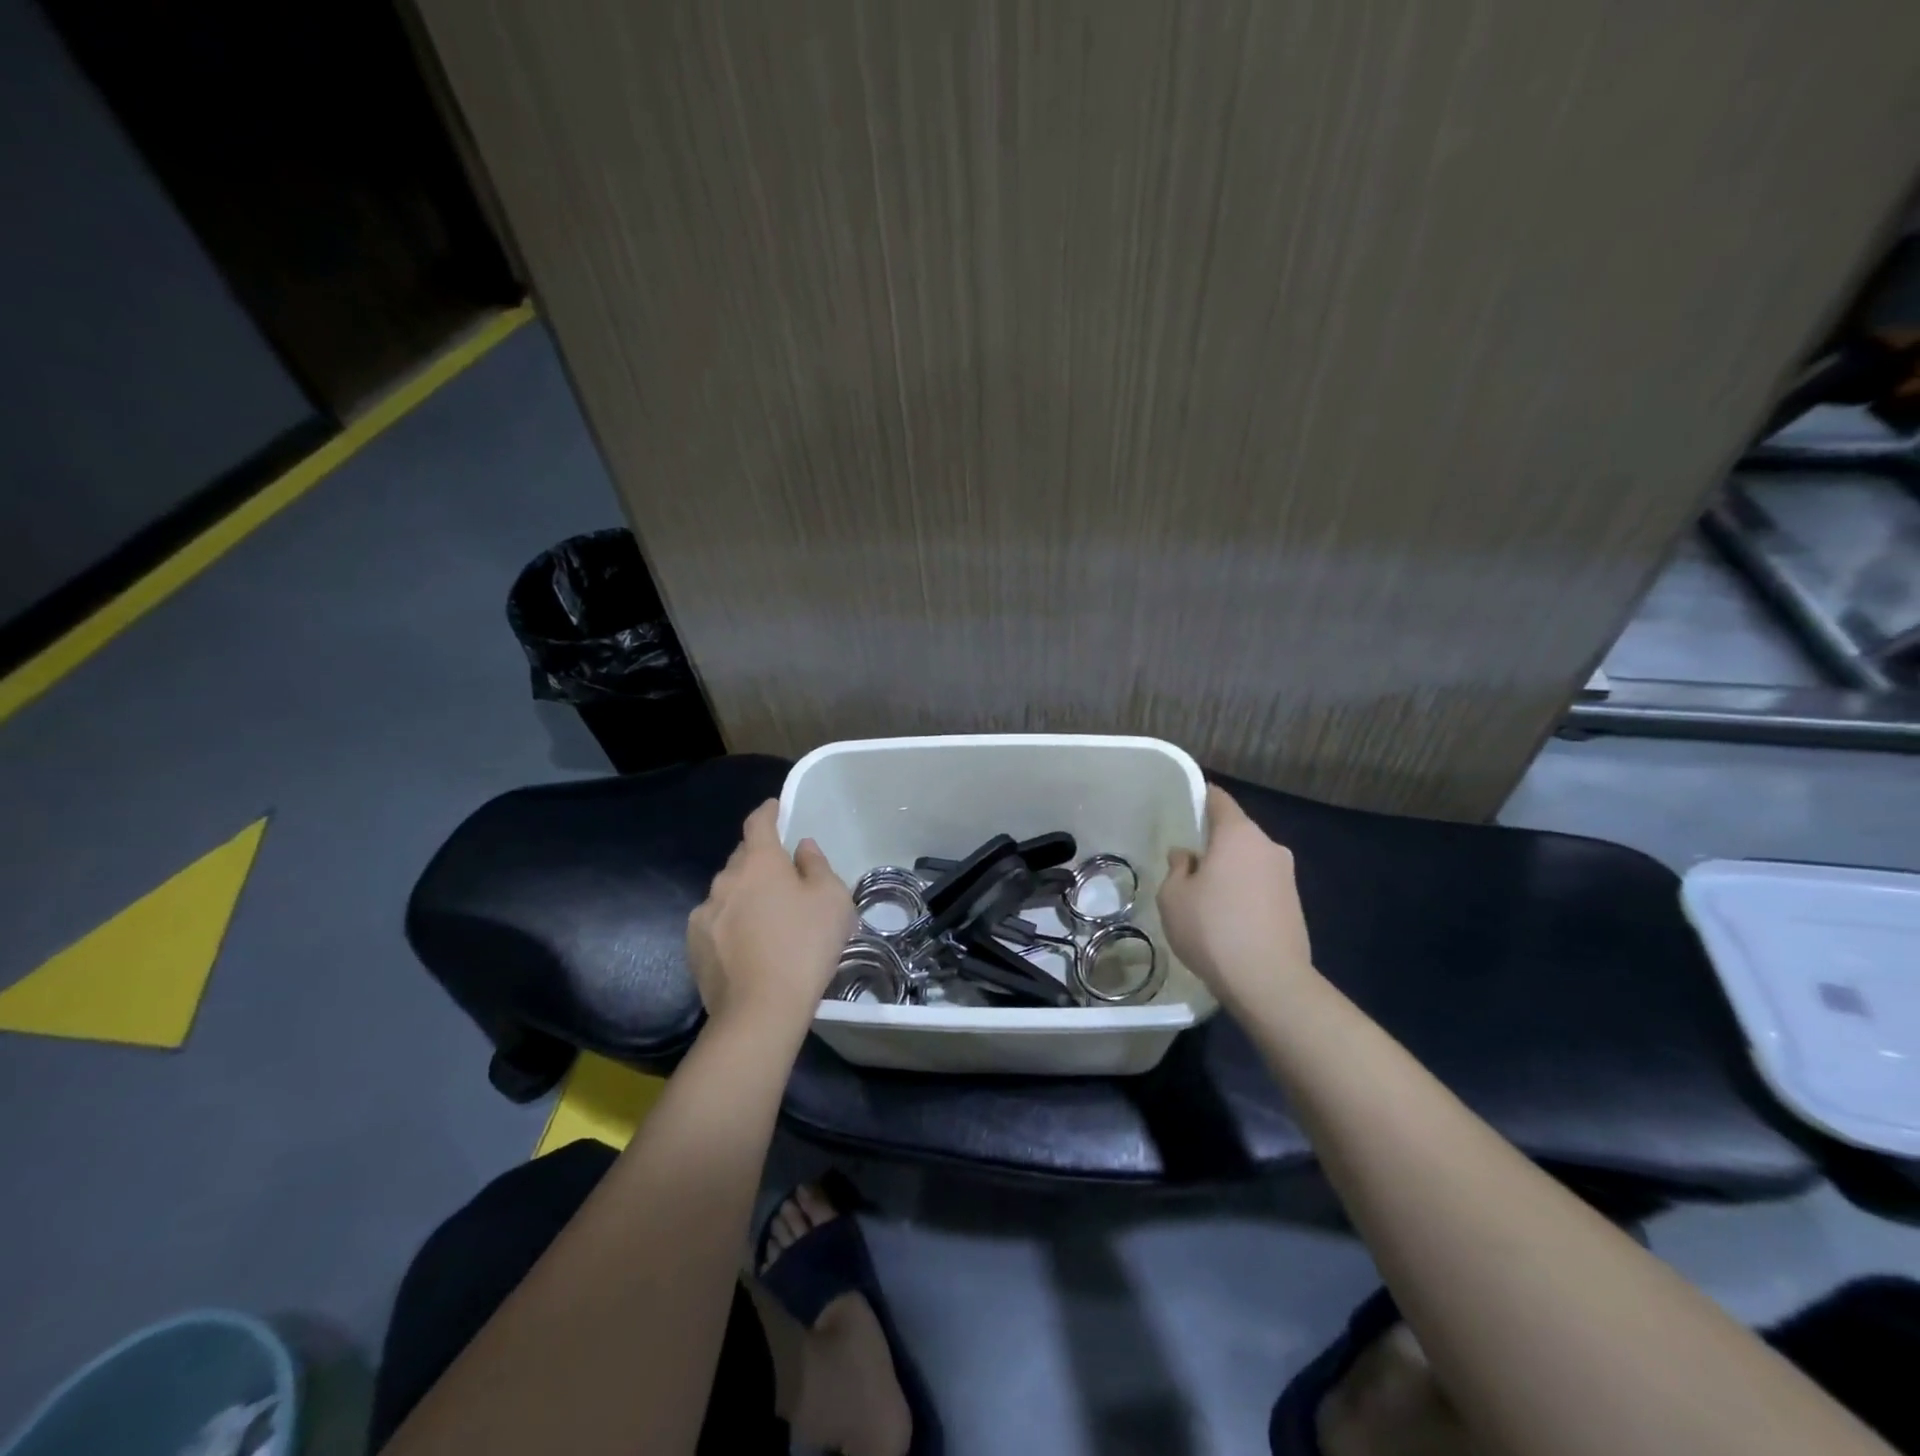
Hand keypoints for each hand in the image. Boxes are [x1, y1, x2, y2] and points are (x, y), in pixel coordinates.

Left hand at [686, 800, 854, 1037]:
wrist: (761, 1010)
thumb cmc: (805, 946)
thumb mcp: (832, 900)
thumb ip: (816, 866)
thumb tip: (801, 848)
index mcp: (759, 862)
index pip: (758, 823)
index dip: (768, 812)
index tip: (775, 808)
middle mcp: (725, 879)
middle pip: (743, 858)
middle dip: (760, 860)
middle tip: (783, 877)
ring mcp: (704, 913)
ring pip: (728, 892)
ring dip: (745, 895)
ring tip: (766, 918)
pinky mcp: (694, 945)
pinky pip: (716, 921)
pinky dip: (730, 923)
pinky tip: (747, 945)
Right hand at [1157, 785, 1315, 1014]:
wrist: (1269, 982)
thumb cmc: (1213, 929)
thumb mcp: (1173, 897)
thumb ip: (1177, 868)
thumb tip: (1187, 856)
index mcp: (1238, 835)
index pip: (1219, 799)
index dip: (1200, 798)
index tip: (1184, 806)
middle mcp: (1268, 846)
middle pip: (1236, 831)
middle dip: (1213, 841)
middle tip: (1187, 861)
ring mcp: (1287, 876)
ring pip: (1250, 860)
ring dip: (1230, 869)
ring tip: (1206, 895)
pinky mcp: (1295, 904)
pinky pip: (1262, 884)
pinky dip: (1245, 891)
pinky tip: (1228, 917)